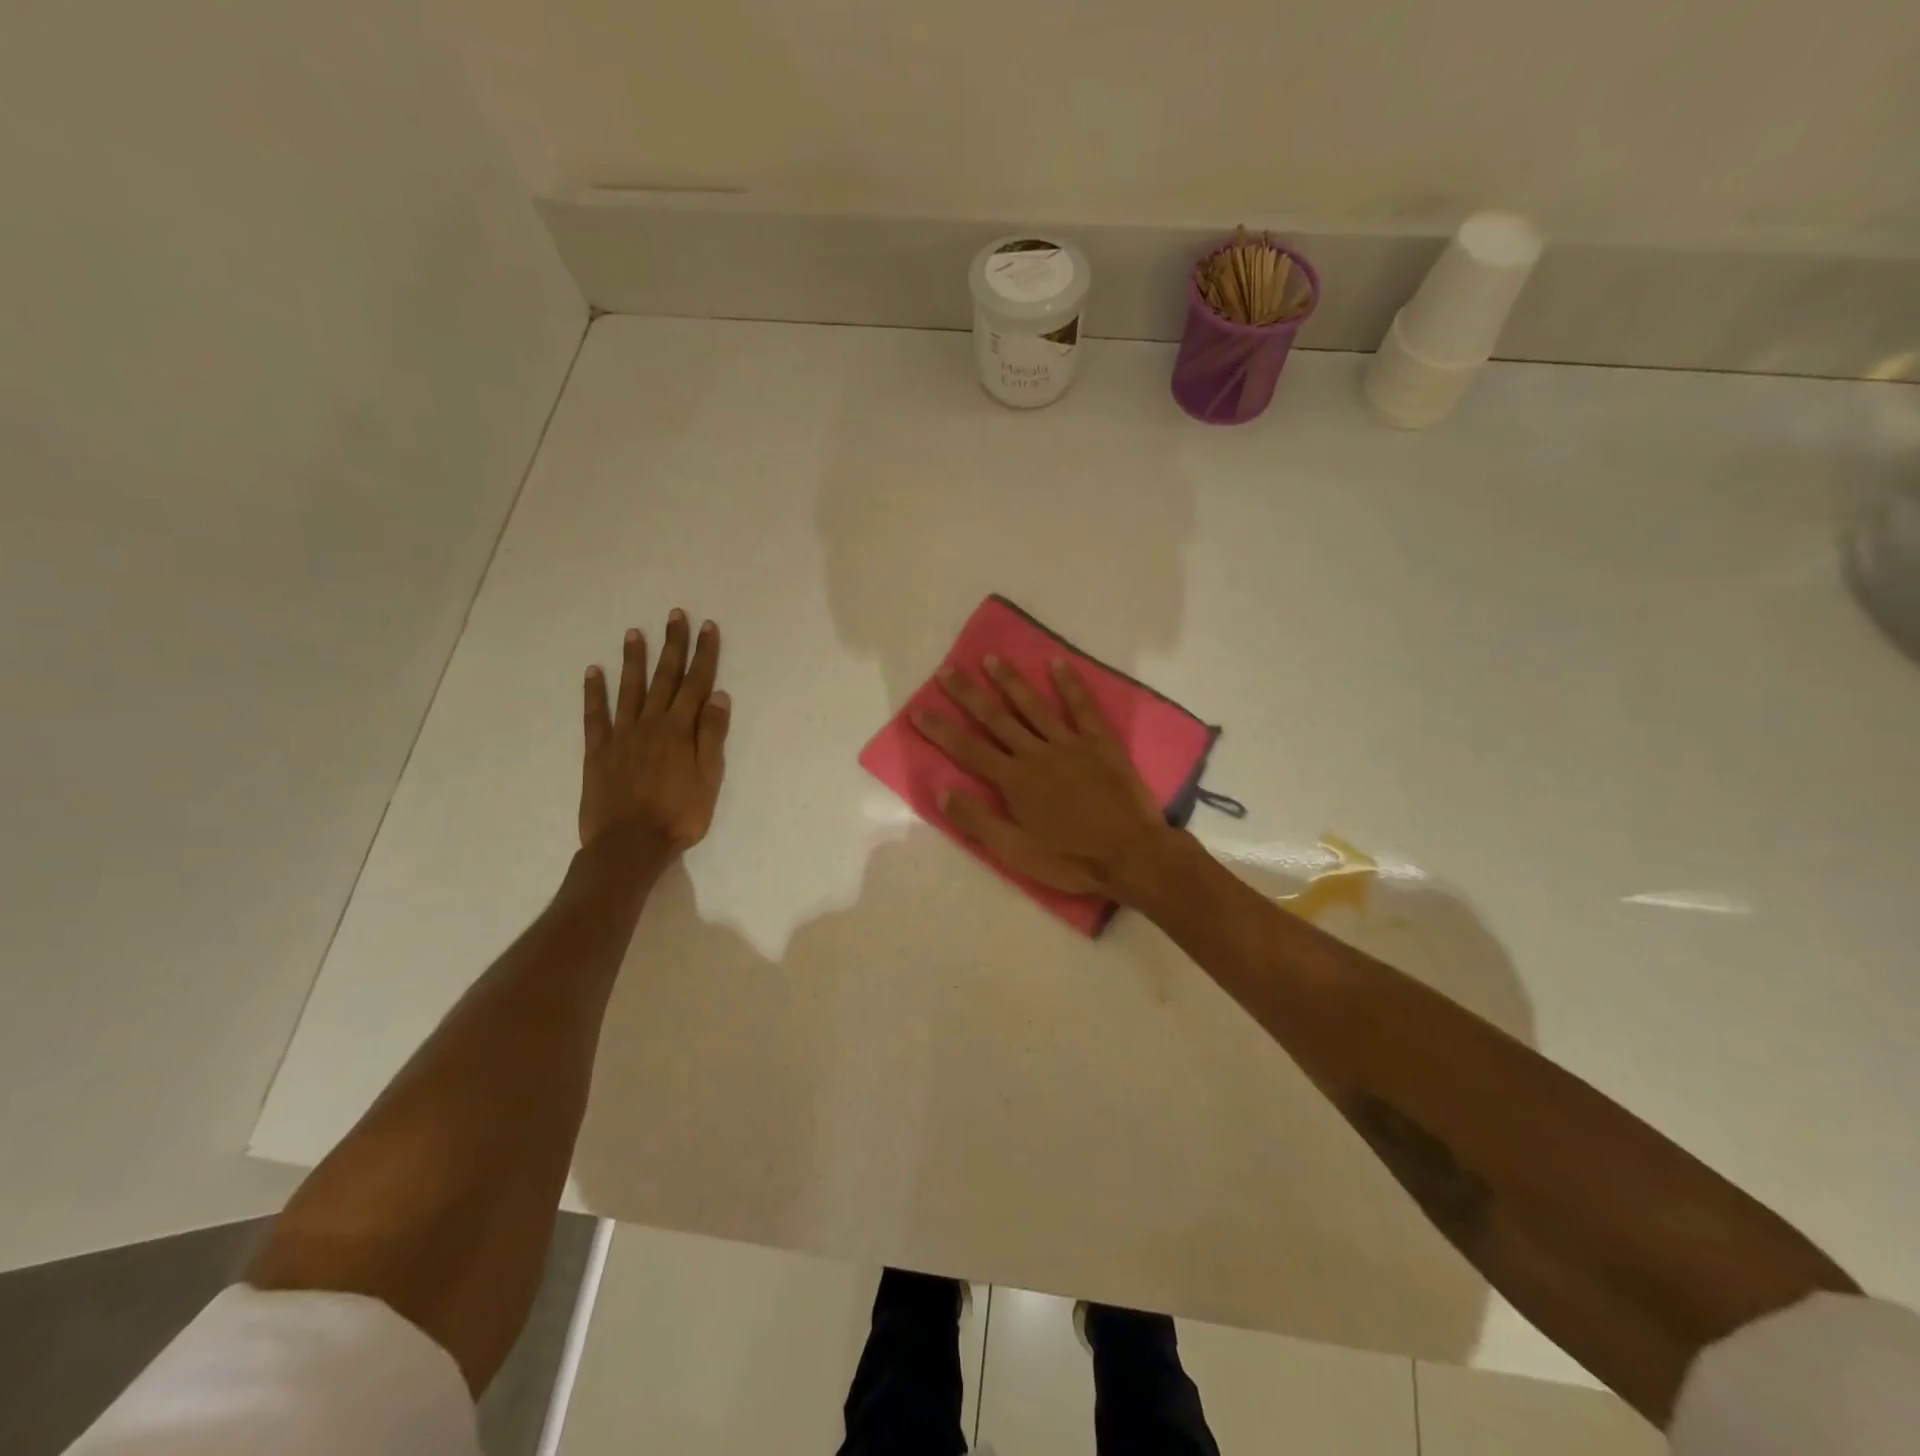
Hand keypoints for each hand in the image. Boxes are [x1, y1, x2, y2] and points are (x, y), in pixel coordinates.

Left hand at [580, 612, 729, 852]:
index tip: (707, 627)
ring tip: (634, 632)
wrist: (629, 845)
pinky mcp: (598, 752)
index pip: (696, 684)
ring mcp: (621, 736)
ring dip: (634, 660)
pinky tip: (593, 672)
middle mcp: (651, 724)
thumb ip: (711, 735)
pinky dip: (594, 693)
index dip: (703, 655)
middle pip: (665, 678)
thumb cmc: (679, 816)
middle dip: (672, 645)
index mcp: (680, 730)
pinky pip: (595, 716)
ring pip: (630, 689)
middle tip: (674, 616)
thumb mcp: (709, 778)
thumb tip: (718, 695)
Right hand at [912, 656, 1172, 897]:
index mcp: (1013, 780)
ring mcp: (1069, 744)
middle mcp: (1036, 753)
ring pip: (1033, 706)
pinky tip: (1057, 664)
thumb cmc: (1070, 858)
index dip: (941, 729)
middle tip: (947, 670)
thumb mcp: (1015, 851)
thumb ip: (978, 821)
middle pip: (996, 718)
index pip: (968, 749)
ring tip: (991, 658)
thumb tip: (942, 791)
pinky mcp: (1100, 743)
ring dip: (1010, 681)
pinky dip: (1070, 685)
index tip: (918, 709)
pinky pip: (1082, 708)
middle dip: (968, 694)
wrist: (1131, 855)